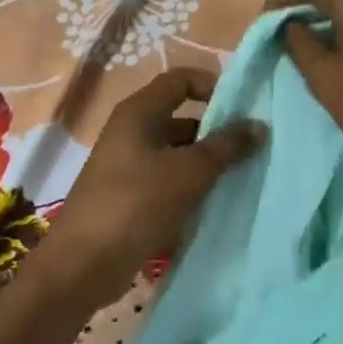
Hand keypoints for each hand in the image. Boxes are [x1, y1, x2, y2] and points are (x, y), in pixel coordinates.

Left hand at [38, 68, 263, 312]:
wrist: (83, 264)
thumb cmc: (136, 203)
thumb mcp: (188, 172)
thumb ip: (225, 146)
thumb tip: (259, 125)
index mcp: (139, 113)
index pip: (180, 79)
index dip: (212, 84)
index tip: (243, 106)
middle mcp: (131, 132)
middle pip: (180, 118)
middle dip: (216, 130)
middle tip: (253, 148)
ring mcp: (128, 166)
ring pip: (176, 154)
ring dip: (206, 163)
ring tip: (243, 177)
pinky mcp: (129, 198)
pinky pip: (167, 182)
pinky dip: (190, 188)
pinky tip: (216, 204)